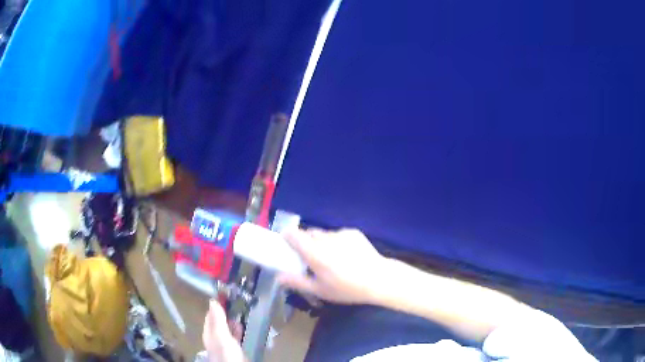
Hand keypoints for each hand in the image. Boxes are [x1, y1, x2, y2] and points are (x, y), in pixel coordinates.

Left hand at [202, 300, 245, 361]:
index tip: (227, 293)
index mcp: (209, 332)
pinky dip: (239, 329)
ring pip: (228, 328)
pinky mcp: (235, 350)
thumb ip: (217, 319)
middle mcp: (215, 337)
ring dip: (233, 320)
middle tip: (237, 301)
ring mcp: (225, 344)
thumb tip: (212, 300)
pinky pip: (235, 336)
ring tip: (242, 311)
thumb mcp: (221, 335)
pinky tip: (244, 327)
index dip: (217, 304)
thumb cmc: (226, 353)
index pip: (210, 314)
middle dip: (227, 311)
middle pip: (219, 321)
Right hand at [278, 228, 388, 304]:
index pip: (294, 234)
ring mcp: (341, 233)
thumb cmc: (347, 288)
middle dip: (306, 242)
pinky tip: (347, 255)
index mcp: (315, 253)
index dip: (288, 236)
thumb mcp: (320, 290)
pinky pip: (338, 234)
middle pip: (309, 233)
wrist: (378, 279)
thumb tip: (278, 277)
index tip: (287, 244)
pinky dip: (337, 241)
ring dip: (322, 242)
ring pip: (324, 234)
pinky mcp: (353, 232)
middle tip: (311, 258)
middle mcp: (326, 239)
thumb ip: (297, 282)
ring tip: (332, 258)